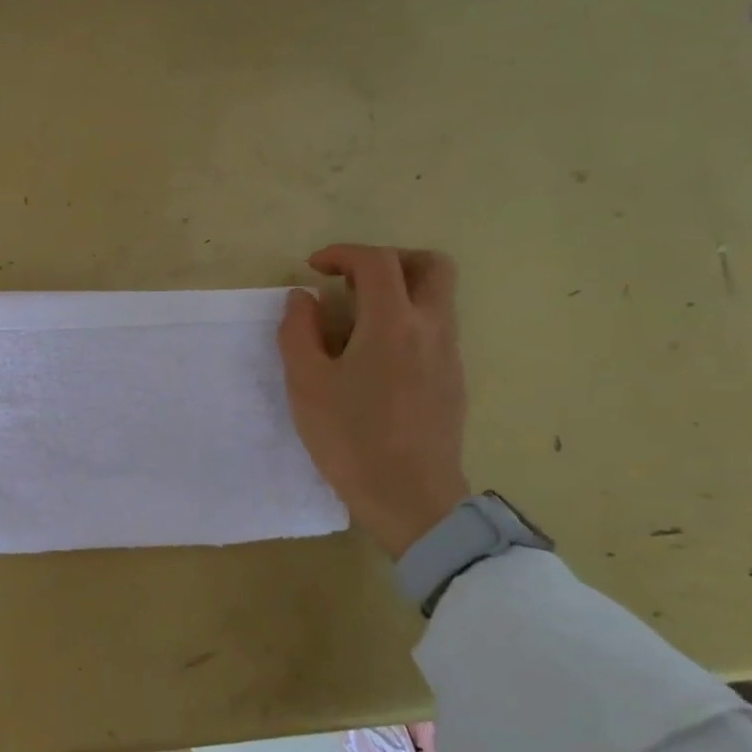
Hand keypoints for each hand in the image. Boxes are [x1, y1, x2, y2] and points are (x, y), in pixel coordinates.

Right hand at [278, 244, 469, 559]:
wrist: (411, 497)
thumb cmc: (351, 438)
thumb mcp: (306, 384)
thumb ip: (298, 332)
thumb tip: (302, 299)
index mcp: (393, 323)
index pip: (377, 262)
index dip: (343, 253)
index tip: (314, 268)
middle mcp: (432, 328)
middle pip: (431, 265)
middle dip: (389, 260)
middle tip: (352, 281)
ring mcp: (449, 355)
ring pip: (438, 297)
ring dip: (400, 291)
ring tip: (356, 322)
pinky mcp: (453, 380)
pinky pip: (435, 329)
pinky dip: (407, 322)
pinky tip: (375, 358)